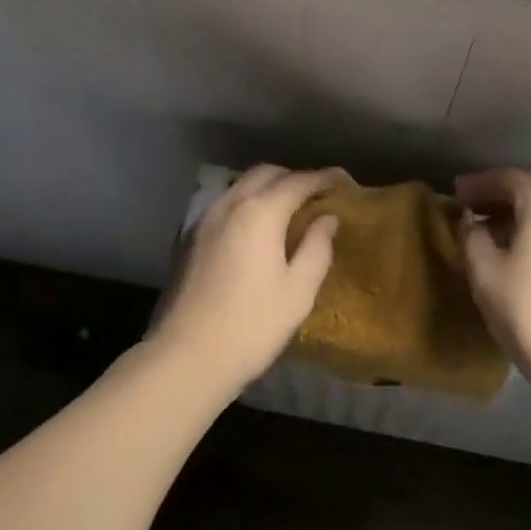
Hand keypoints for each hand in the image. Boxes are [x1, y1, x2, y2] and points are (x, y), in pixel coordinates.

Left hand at [149, 164, 347, 394]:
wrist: (187, 356)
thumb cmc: (252, 325)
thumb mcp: (298, 291)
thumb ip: (317, 248)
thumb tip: (328, 218)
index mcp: (261, 212)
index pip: (298, 182)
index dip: (323, 177)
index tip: (343, 180)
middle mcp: (232, 204)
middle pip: (267, 173)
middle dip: (294, 177)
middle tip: (316, 195)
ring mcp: (207, 218)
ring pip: (242, 184)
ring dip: (268, 186)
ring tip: (288, 208)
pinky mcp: (193, 236)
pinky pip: (227, 202)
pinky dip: (248, 201)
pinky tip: (257, 227)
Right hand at [457, 167, 530, 390]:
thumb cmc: (528, 310)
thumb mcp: (484, 270)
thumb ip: (471, 236)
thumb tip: (471, 222)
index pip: (508, 177)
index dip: (479, 183)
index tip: (455, 193)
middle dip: (500, 190)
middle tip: (471, 204)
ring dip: (518, 209)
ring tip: (489, 228)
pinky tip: (516, 248)